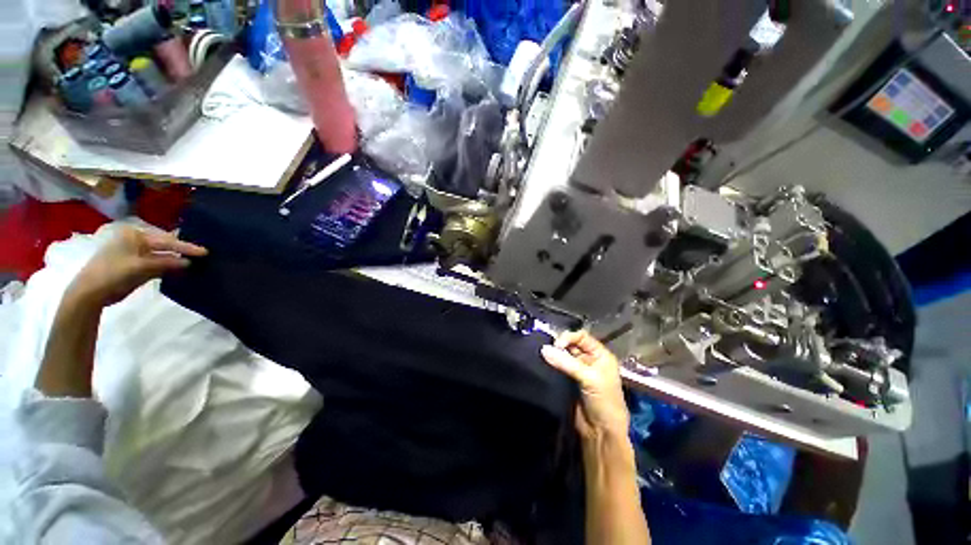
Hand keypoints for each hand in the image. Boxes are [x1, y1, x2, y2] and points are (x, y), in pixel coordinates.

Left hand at [68, 227, 207, 306]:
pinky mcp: (138, 266)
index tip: (205, 252)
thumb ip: (165, 263)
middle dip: (183, 250)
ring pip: (163, 255)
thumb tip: (189, 262)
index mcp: (135, 235)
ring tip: (197, 261)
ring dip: (178, 259)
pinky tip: (182, 269)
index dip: (185, 247)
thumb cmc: (112, 273)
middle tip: (203, 255)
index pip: (165, 241)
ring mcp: (137, 254)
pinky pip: (159, 264)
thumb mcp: (140, 267)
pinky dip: (170, 267)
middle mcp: (137, 241)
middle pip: (165, 245)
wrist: (91, 292)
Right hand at [541, 331, 628, 440]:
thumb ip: (566, 362)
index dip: (569, 337)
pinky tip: (543, 363)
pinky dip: (551, 364)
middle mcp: (589, 359)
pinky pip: (558, 367)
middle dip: (559, 345)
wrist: (600, 432)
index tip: (556, 345)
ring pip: (563, 355)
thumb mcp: (589, 379)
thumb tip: (544, 349)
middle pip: (571, 344)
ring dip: (554, 355)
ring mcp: (578, 370)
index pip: (582, 337)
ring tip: (542, 355)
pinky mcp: (568, 380)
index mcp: (600, 355)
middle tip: (546, 350)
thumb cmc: (604, 402)